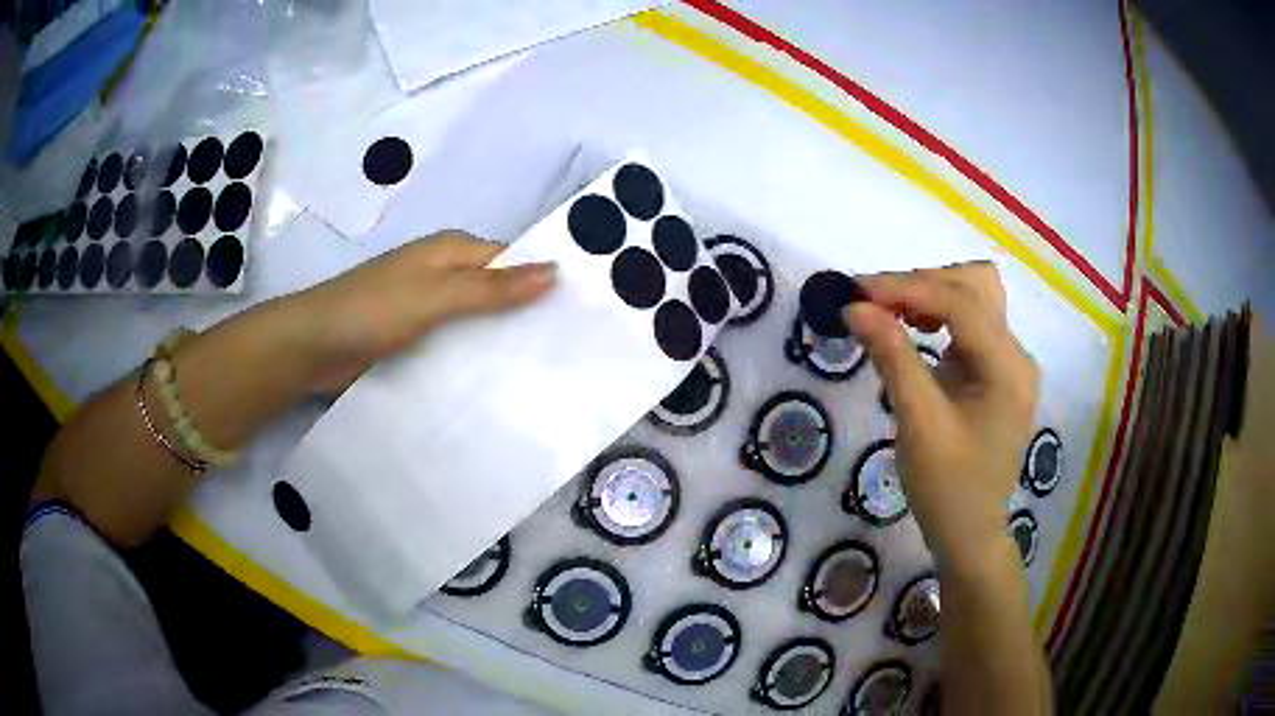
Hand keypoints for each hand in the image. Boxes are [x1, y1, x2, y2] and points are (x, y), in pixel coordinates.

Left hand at [296, 231, 555, 394]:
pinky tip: (500, 384)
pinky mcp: (416, 340)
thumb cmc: (374, 309)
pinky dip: (475, 359)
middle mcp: (444, 275)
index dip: (544, 281)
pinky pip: (456, 345)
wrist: (314, 347)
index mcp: (452, 252)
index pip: (513, 261)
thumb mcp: (437, 295)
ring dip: (503, 341)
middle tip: (573, 349)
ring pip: (478, 322)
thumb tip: (555, 271)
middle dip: (528, 315)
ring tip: (548, 372)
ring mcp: (429, 310)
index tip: (584, 311)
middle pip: (497, 292)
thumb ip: (493, 288)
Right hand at [846, 262, 1038, 575]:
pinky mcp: (998, 372)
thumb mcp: (918, 424)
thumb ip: (893, 358)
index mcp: (1008, 369)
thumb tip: (855, 308)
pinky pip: (970, 324)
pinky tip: (913, 331)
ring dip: (930, 295)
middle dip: (921, 284)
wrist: (970, 534)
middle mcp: (1017, 355)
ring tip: (889, 312)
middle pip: (974, 286)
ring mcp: (1010, 363)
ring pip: (974, 298)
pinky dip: (938, 316)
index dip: (907, 288)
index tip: (856, 291)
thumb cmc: (947, 489)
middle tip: (872, 301)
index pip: (960, 303)